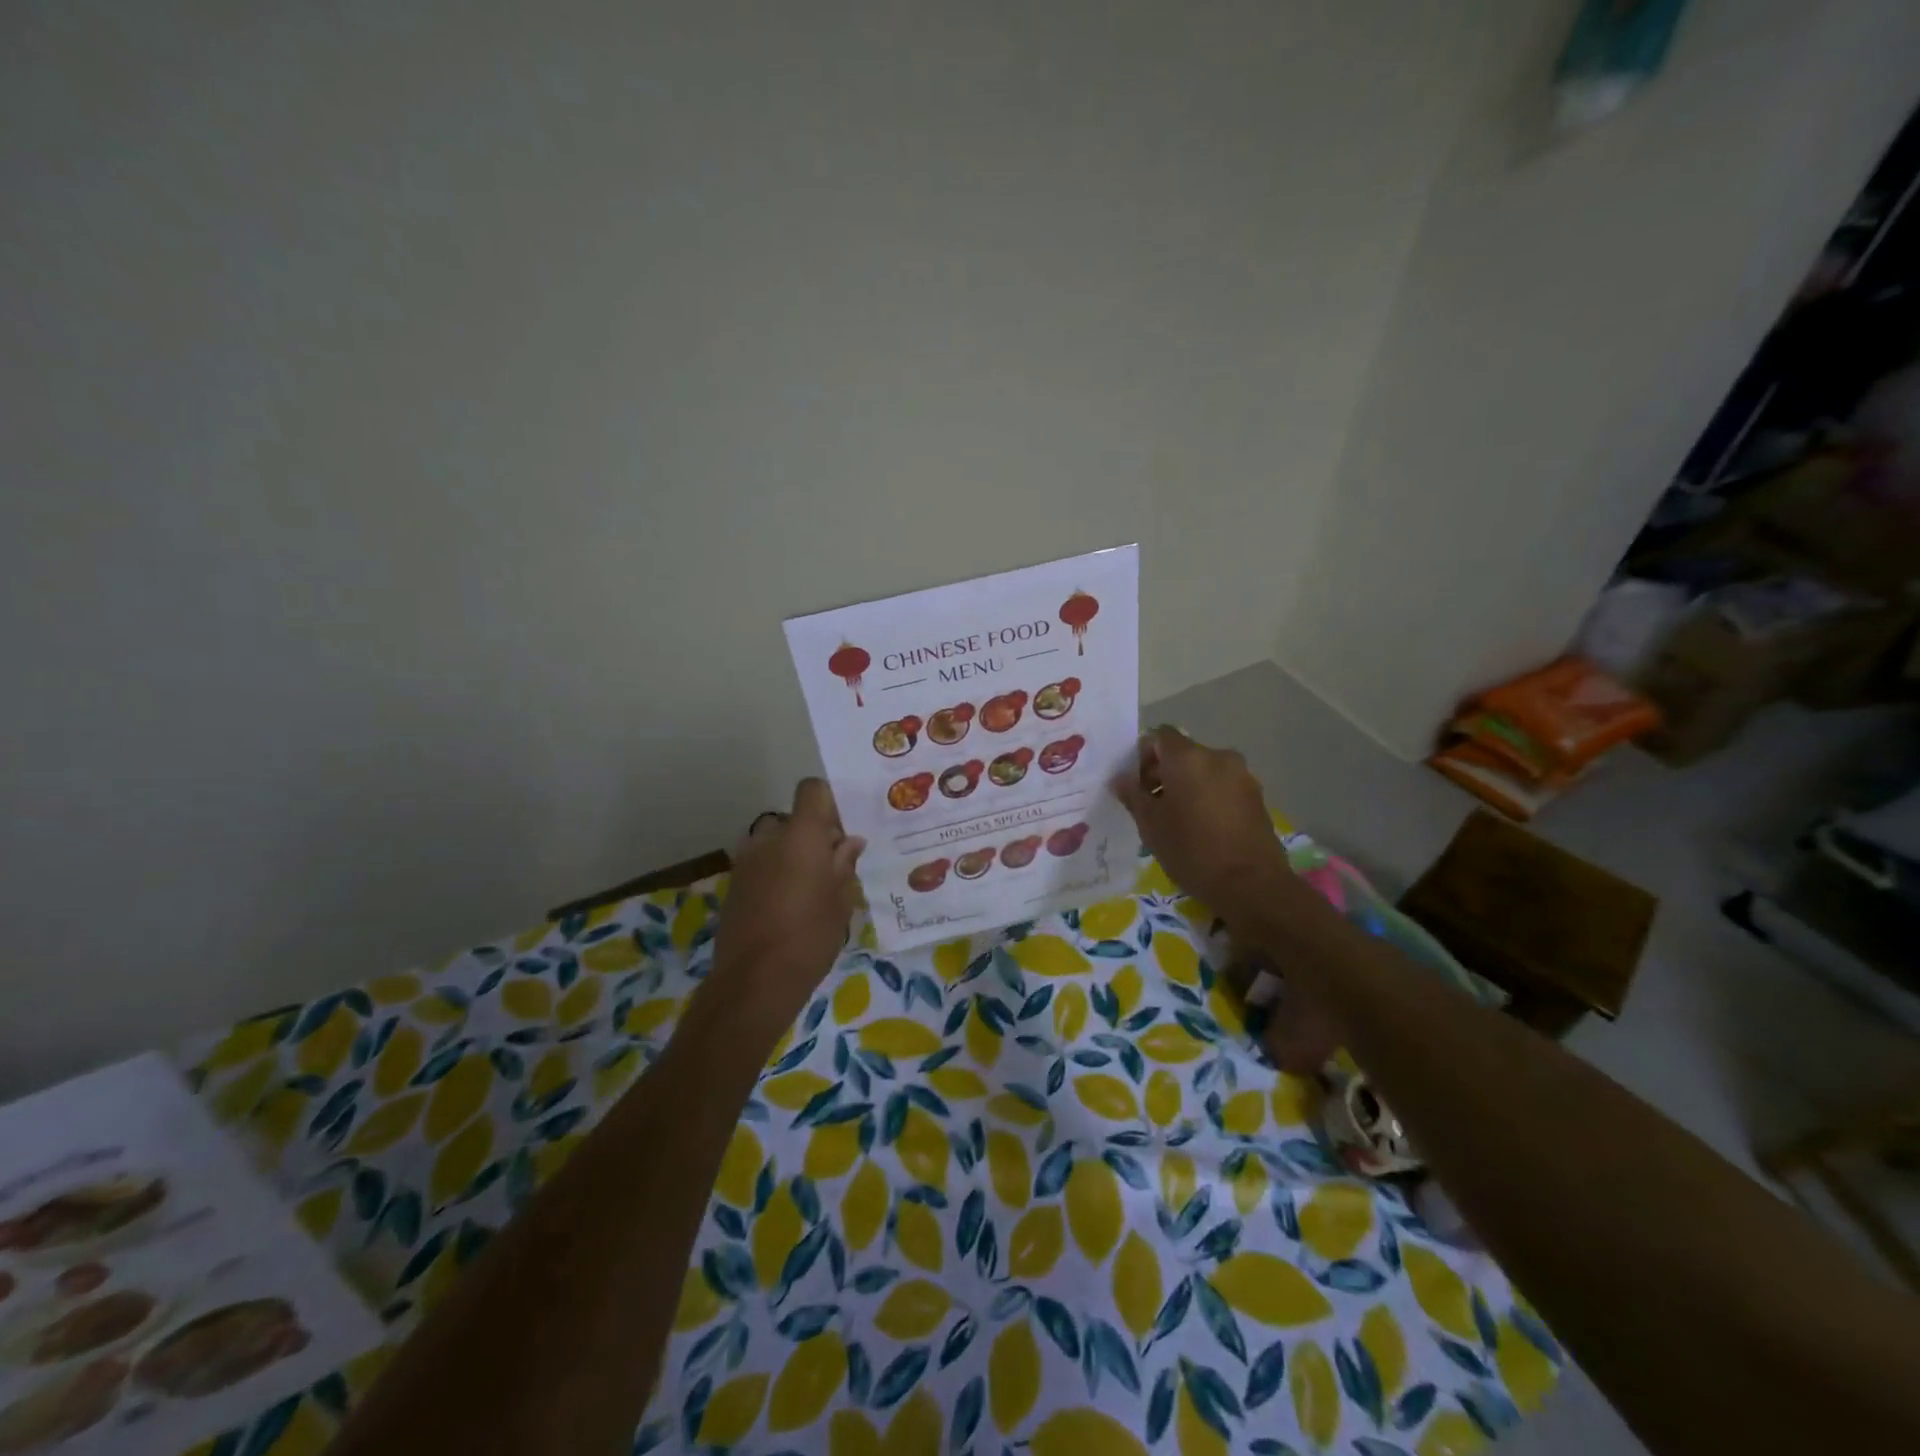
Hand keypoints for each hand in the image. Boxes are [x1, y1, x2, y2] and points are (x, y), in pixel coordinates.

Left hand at [711, 779, 864, 1025]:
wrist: (754, 980)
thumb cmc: (810, 935)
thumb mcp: (841, 900)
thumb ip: (845, 864)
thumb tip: (850, 842)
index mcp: (801, 834)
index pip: (812, 790)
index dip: (829, 801)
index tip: (844, 828)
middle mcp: (769, 838)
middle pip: (794, 820)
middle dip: (813, 835)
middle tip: (834, 866)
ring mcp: (746, 861)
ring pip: (776, 843)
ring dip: (792, 855)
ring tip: (812, 889)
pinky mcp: (734, 885)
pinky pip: (761, 865)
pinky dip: (776, 874)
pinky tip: (790, 906)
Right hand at [1111, 727, 1291, 921]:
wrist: (1251, 885)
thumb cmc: (1191, 850)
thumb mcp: (1150, 824)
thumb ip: (1133, 795)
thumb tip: (1120, 779)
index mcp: (1188, 757)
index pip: (1159, 736)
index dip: (1142, 755)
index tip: (1135, 785)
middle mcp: (1218, 757)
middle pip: (1183, 753)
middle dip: (1163, 773)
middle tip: (1150, 805)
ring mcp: (1242, 776)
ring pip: (1204, 771)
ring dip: (1186, 786)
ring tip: (1177, 820)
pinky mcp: (1257, 797)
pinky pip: (1222, 787)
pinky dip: (1207, 797)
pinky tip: (1201, 828)